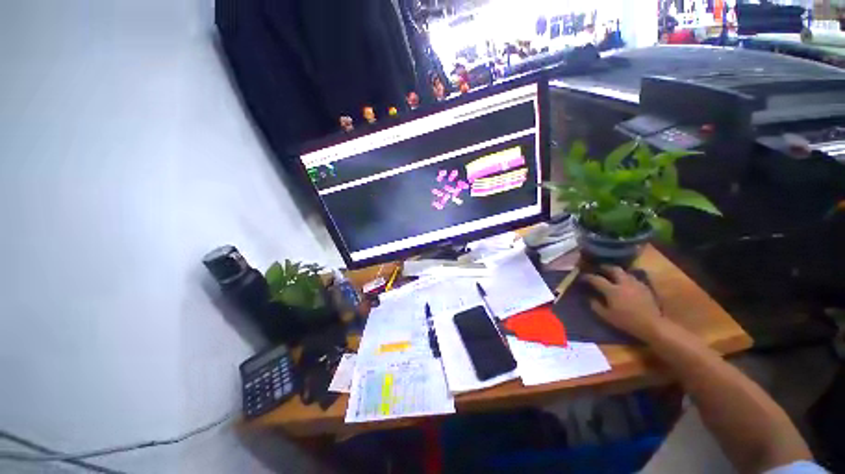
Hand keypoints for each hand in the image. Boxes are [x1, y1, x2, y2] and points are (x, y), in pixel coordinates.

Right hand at [583, 266, 664, 341]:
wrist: (652, 325)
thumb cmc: (627, 321)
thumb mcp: (607, 316)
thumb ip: (596, 306)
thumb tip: (590, 298)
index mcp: (612, 290)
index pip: (597, 279)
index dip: (588, 277)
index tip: (583, 276)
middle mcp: (624, 283)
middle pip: (614, 269)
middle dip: (606, 267)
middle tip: (600, 268)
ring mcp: (636, 285)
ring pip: (626, 273)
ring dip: (618, 273)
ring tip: (614, 275)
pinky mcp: (646, 288)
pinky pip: (634, 279)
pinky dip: (628, 279)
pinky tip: (627, 284)